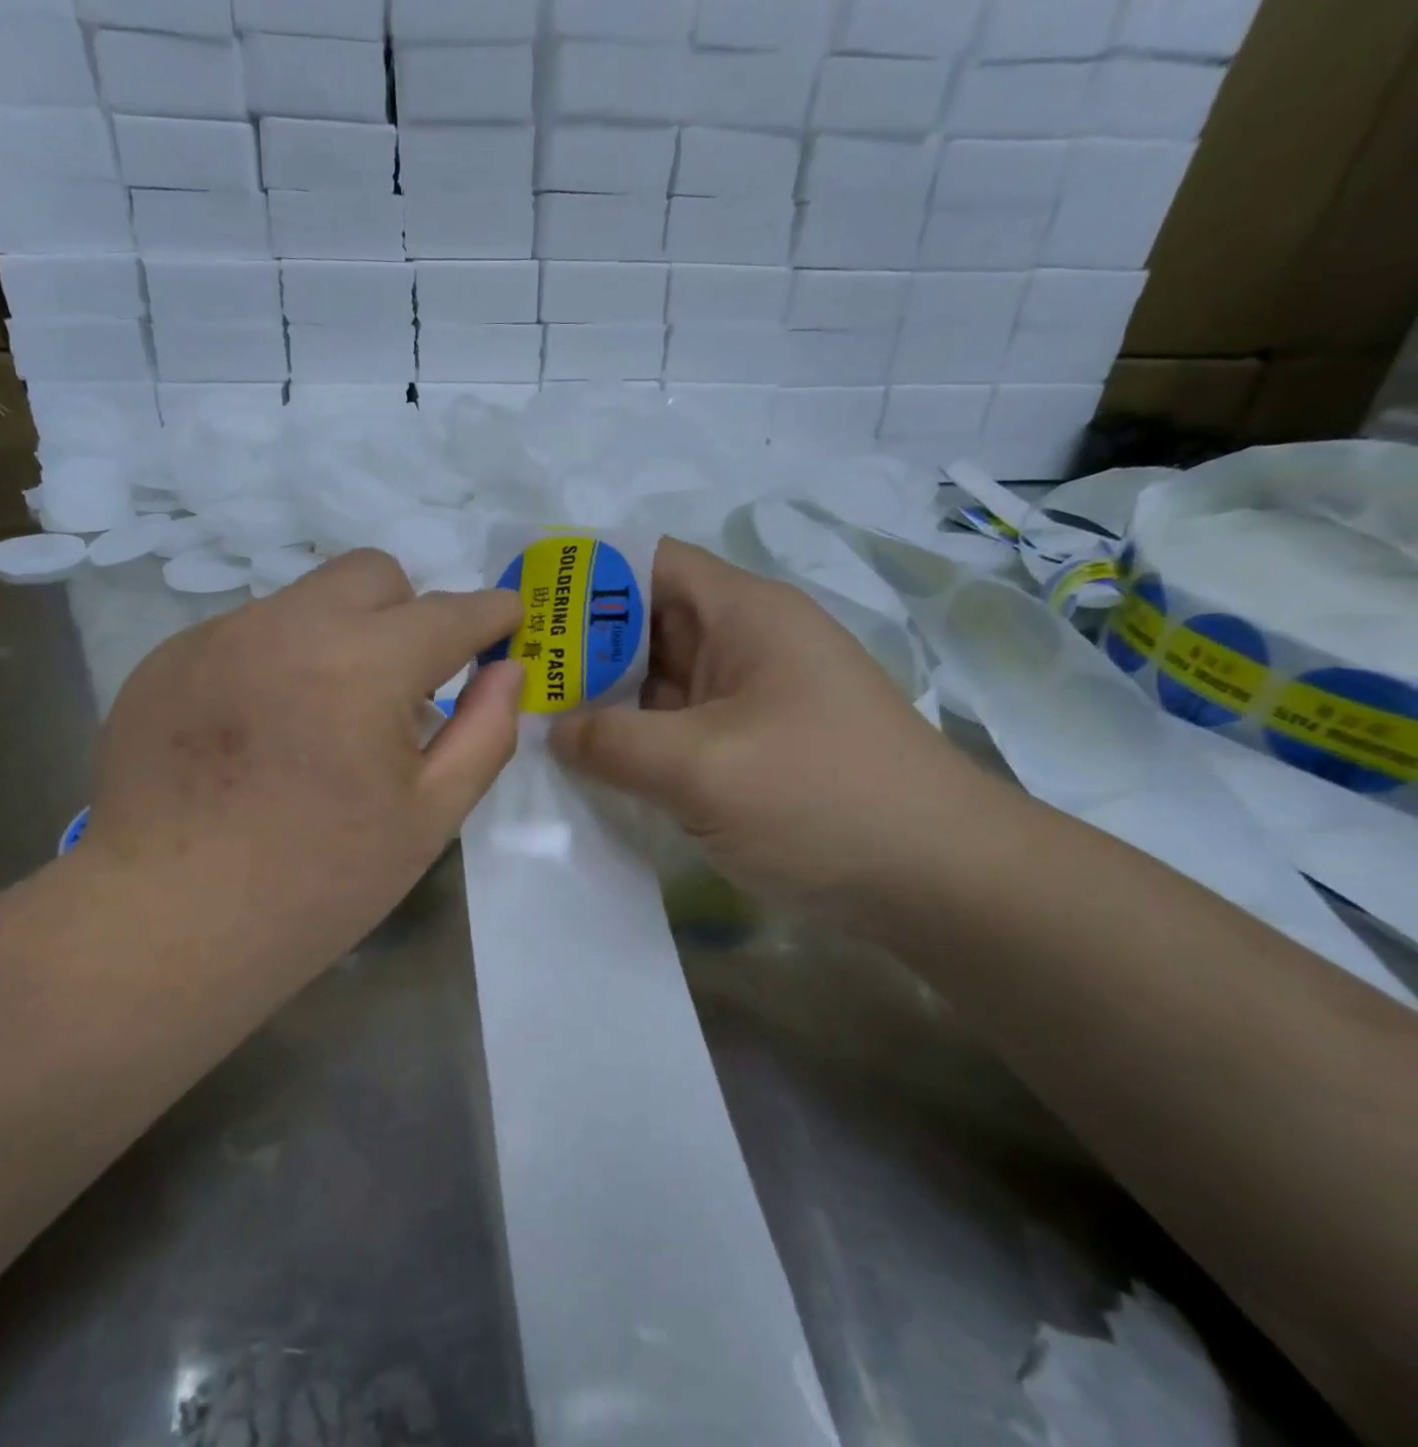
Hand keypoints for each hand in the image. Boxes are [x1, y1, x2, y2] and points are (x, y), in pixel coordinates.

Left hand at [77, 550, 521, 978]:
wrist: (168, 923)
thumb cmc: (317, 883)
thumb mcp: (428, 819)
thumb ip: (484, 733)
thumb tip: (507, 671)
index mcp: (362, 667)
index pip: (449, 613)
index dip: (489, 612)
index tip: (505, 620)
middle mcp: (287, 627)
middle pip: (372, 575)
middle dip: (408, 613)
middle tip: (402, 684)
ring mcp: (218, 636)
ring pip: (305, 601)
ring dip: (338, 638)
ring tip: (320, 719)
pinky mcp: (168, 658)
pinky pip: (247, 632)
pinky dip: (276, 661)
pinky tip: (258, 733)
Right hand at [550, 539, 998, 909]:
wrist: (938, 882)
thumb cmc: (820, 798)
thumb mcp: (700, 767)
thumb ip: (611, 741)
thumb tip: (552, 731)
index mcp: (743, 614)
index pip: (648, 564)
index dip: (582, 578)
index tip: (521, 610)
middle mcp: (744, 644)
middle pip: (644, 624)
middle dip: (577, 648)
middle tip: (506, 676)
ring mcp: (748, 700)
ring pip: (656, 682)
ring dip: (601, 700)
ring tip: (527, 720)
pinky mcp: (749, 749)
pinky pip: (674, 729)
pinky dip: (632, 741)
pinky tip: (585, 764)